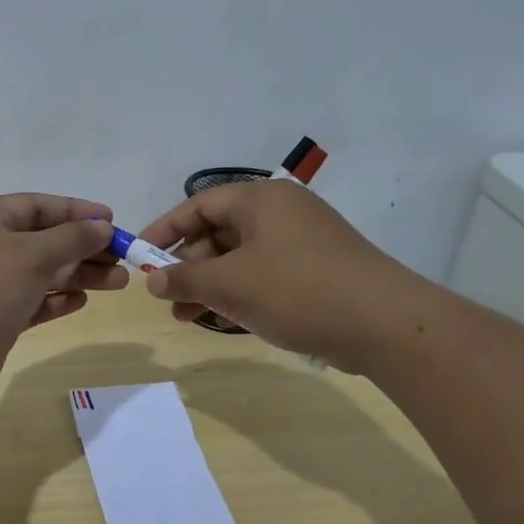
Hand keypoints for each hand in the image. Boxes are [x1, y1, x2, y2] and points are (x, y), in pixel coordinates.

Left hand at [0, 193, 126, 396]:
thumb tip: (102, 226)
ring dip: (79, 275)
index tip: (112, 221)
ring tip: (119, 282)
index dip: (77, 211)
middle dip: (85, 248)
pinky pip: (33, 302)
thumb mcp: (30, 255)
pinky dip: (57, 300)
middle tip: (124, 258)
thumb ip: (71, 238)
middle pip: (45, 241)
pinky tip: (83, 300)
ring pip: (43, 273)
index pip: (38, 206)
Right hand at [139, 181, 407, 371]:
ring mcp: (301, 242)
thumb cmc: (297, 290)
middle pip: (219, 231)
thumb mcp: (231, 284)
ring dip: (210, 284)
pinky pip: (263, 275)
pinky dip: (239, 292)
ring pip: (240, 258)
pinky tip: (222, 318)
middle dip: (188, 265)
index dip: (165, 230)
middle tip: (167, 296)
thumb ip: (185, 278)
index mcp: (261, 200)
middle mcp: (281, 213)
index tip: (140, 256)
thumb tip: (151, 280)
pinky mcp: (315, 271)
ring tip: (186, 316)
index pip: (199, 205)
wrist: (383, 323)